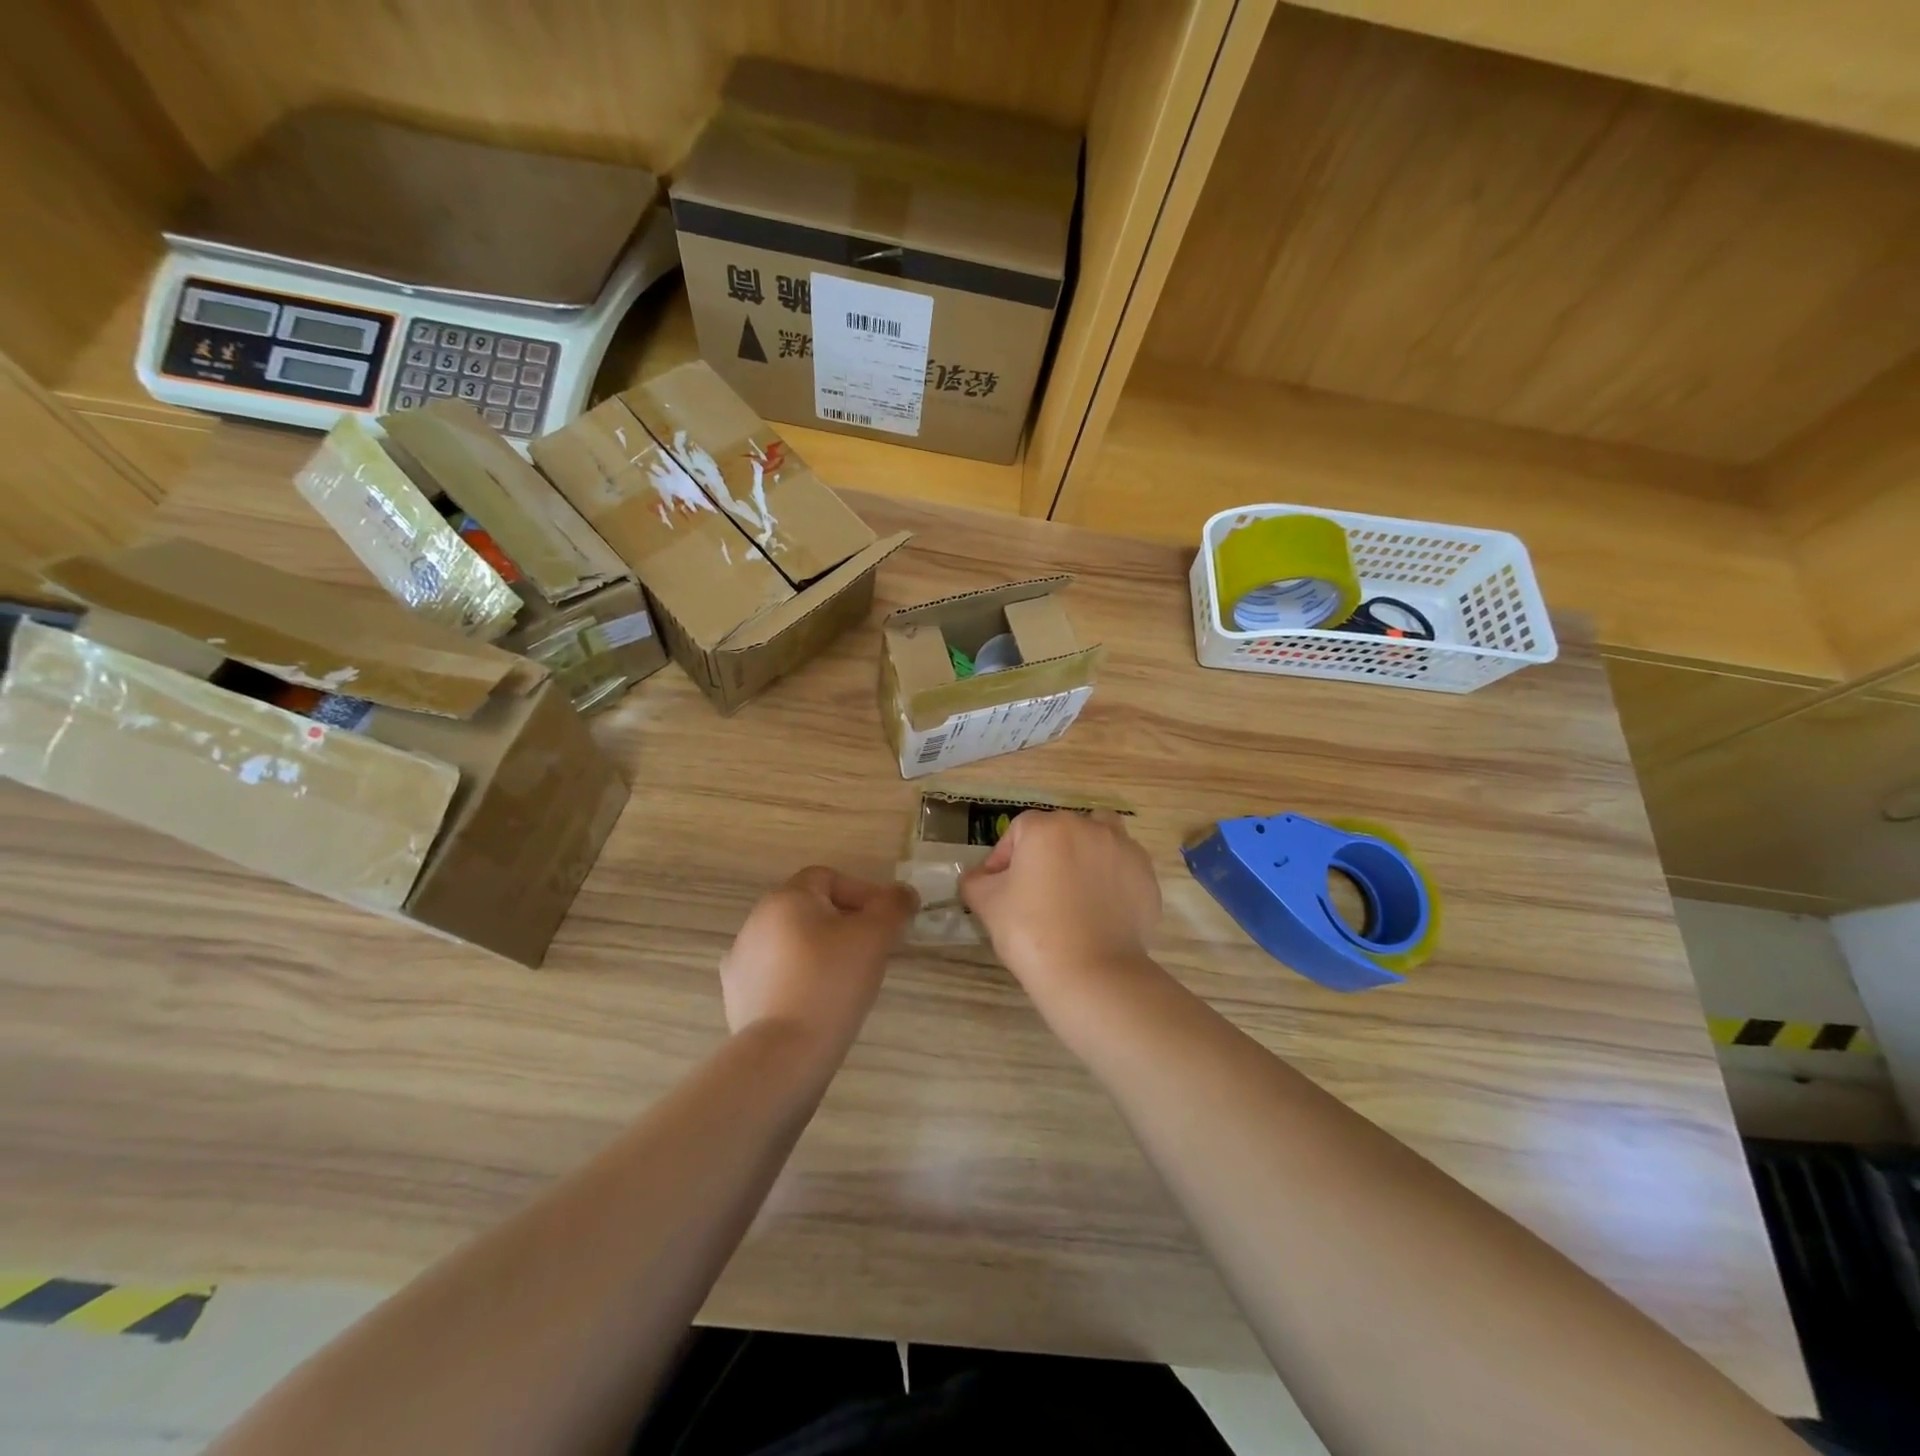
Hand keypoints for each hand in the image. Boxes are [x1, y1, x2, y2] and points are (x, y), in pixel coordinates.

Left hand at [720, 867, 916, 1053]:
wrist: (783, 1056)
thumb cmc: (831, 983)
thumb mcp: (875, 937)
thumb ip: (894, 906)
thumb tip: (903, 894)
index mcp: (785, 899)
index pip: (828, 878)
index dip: (861, 893)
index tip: (884, 922)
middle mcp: (756, 922)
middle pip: (809, 909)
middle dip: (844, 923)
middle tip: (872, 951)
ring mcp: (741, 961)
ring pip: (793, 943)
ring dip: (821, 952)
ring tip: (847, 981)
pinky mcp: (738, 996)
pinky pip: (777, 976)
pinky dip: (800, 980)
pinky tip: (818, 1004)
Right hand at [960, 811, 1161, 1015]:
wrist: (1091, 973)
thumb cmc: (1031, 932)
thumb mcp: (987, 904)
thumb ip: (976, 881)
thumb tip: (979, 878)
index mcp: (1047, 828)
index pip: (1017, 832)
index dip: (1003, 859)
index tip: (999, 890)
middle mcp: (1088, 828)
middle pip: (1059, 831)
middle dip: (1044, 855)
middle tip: (1035, 893)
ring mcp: (1123, 850)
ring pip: (1099, 838)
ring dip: (1085, 853)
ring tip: (1075, 889)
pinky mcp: (1146, 877)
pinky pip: (1122, 868)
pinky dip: (1111, 880)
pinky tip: (1100, 910)